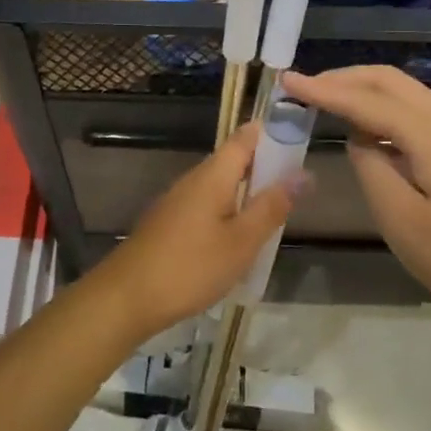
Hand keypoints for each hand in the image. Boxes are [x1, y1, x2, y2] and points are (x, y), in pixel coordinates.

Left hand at [94, 122, 304, 340]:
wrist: (127, 297)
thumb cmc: (190, 266)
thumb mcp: (241, 241)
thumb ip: (271, 207)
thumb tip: (303, 174)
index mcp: (213, 175)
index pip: (245, 137)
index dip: (272, 134)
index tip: (299, 144)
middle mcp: (194, 179)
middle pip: (234, 161)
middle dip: (264, 170)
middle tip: (295, 193)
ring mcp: (178, 201)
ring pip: (221, 186)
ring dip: (247, 195)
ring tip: (273, 220)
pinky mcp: (170, 223)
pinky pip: (207, 206)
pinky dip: (228, 214)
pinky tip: (238, 242)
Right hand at [281, 66, 430, 330]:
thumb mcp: (401, 219)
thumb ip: (371, 168)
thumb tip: (360, 140)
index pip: (366, 101)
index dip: (324, 90)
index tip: (287, 80)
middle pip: (389, 81)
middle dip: (344, 78)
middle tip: (304, 87)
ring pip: (405, 93)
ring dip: (364, 91)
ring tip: (325, 102)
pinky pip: (417, 113)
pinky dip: (384, 110)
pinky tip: (366, 130)